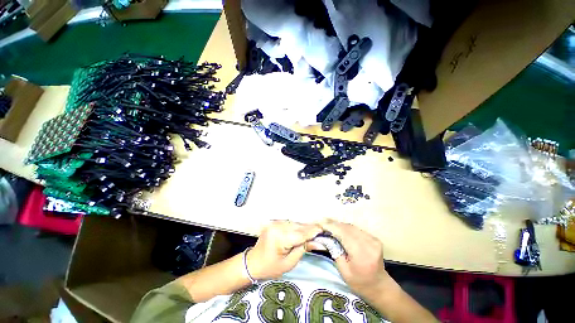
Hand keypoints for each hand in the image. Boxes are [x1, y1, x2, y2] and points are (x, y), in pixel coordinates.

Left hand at [247, 220, 322, 279]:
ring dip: (303, 227)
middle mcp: (278, 226)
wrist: (253, 262)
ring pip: (294, 223)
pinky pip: (289, 223)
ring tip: (312, 232)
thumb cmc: (270, 267)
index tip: (323, 230)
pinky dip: (296, 227)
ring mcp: (275, 223)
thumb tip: (318, 242)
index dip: (313, 231)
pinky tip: (301, 230)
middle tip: (320, 232)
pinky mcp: (274, 222)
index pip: (301, 234)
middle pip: (298, 226)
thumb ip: (303, 249)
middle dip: (309, 229)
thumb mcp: (289, 263)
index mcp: (280, 238)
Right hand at [318, 219, 387, 297]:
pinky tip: (339, 229)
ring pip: (352, 227)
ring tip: (329, 224)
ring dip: (340, 225)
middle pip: (347, 228)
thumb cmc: (359, 283)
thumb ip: (335, 251)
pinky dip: (346, 228)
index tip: (320, 223)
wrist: (379, 287)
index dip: (331, 227)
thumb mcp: (343, 271)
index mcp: (362, 253)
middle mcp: (369, 243)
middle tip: (322, 222)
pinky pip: (356, 229)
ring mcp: (373, 239)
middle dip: (334, 224)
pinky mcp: (374, 238)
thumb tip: (325, 236)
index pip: (343, 234)